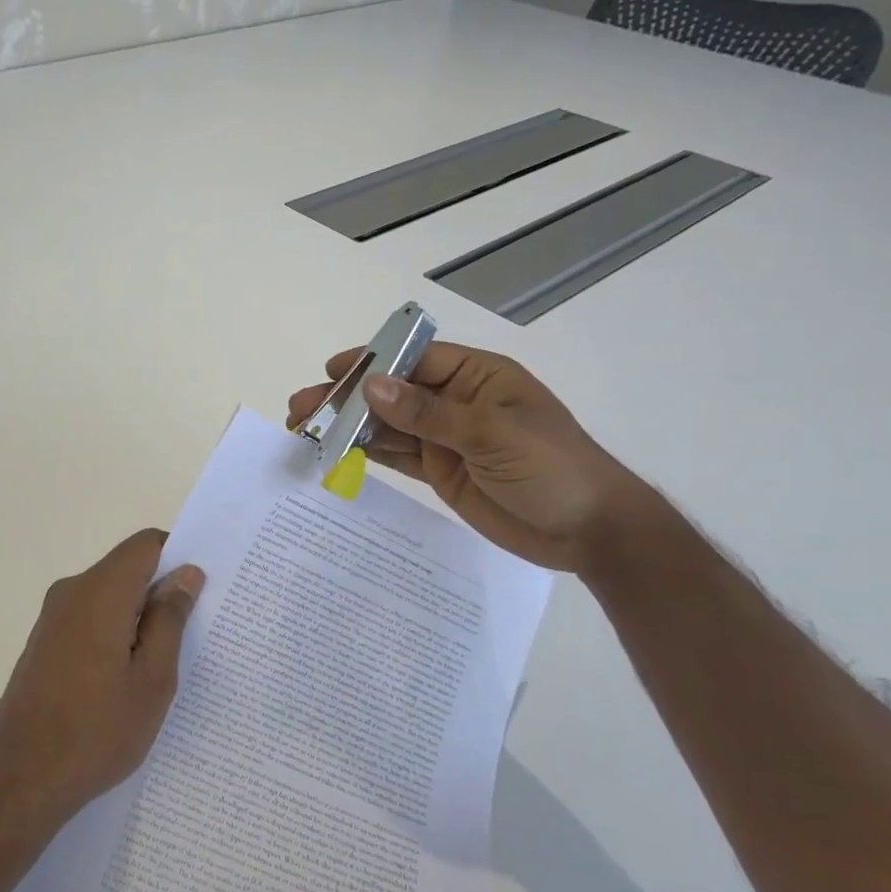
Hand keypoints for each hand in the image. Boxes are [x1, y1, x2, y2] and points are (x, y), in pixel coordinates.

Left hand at [0, 530, 204, 836]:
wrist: (20, 782)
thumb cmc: (97, 731)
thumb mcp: (153, 678)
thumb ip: (170, 618)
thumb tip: (186, 573)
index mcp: (101, 592)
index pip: (146, 544)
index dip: (178, 555)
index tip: (202, 589)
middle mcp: (71, 592)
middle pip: (126, 568)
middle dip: (161, 589)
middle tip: (194, 631)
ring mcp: (51, 618)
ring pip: (108, 594)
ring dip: (138, 615)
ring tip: (163, 660)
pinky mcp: (42, 643)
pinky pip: (88, 617)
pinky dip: (114, 630)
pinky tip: (125, 676)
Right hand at [287, 343, 655, 573]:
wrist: (588, 531)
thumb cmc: (551, 468)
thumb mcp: (491, 434)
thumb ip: (428, 413)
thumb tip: (372, 386)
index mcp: (477, 377)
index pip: (414, 360)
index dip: (371, 362)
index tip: (331, 371)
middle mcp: (457, 403)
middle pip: (393, 394)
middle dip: (348, 399)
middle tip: (302, 409)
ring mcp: (447, 439)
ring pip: (389, 426)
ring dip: (350, 427)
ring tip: (306, 430)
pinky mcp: (441, 472)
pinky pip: (397, 456)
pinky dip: (367, 453)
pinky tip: (336, 451)